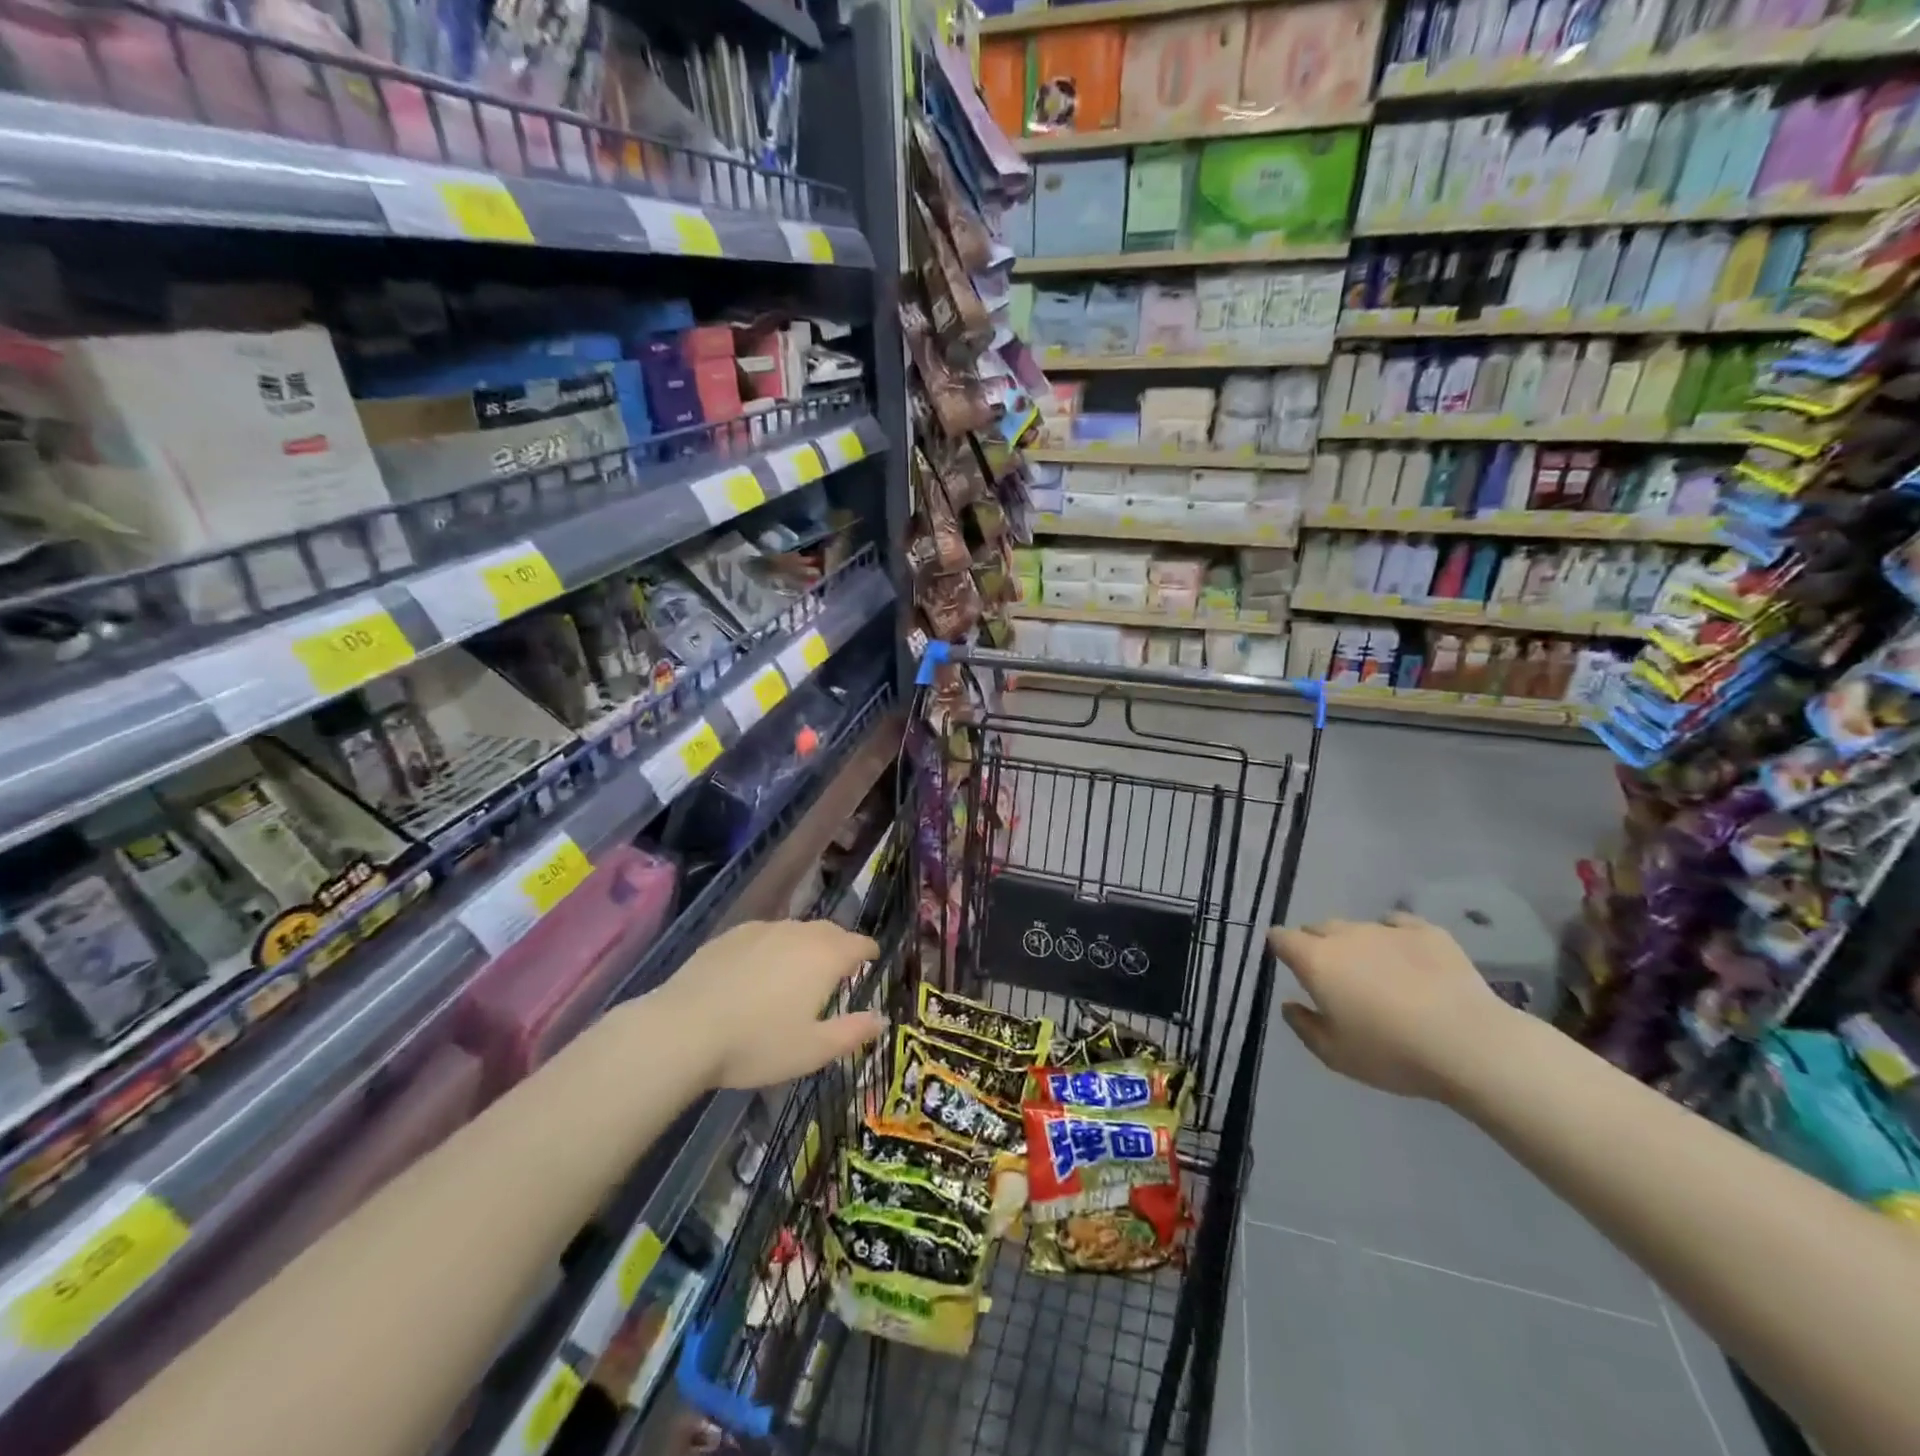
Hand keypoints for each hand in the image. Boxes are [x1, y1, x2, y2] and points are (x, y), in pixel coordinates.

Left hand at [652, 920, 885, 1089]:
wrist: (684, 1029)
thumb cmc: (757, 1043)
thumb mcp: (813, 1050)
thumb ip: (852, 1032)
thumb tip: (881, 1019)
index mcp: (825, 957)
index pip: (859, 943)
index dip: (869, 951)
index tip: (873, 959)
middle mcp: (798, 933)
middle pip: (829, 931)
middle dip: (840, 944)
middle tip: (840, 966)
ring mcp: (761, 930)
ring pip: (795, 930)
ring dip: (806, 944)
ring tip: (800, 968)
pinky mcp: (729, 935)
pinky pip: (764, 934)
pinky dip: (773, 947)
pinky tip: (760, 969)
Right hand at [1268, 913, 1516, 1101]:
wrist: (1469, 1044)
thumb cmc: (1392, 1053)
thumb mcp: (1335, 1055)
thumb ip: (1304, 1026)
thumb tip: (1289, 1004)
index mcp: (1316, 961)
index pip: (1281, 938)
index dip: (1280, 948)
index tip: (1287, 963)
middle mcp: (1345, 936)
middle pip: (1318, 928)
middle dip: (1317, 945)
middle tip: (1332, 977)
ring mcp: (1386, 929)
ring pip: (1356, 926)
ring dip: (1355, 944)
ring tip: (1373, 972)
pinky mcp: (1426, 932)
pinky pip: (1396, 923)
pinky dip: (1392, 934)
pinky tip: (1403, 956)